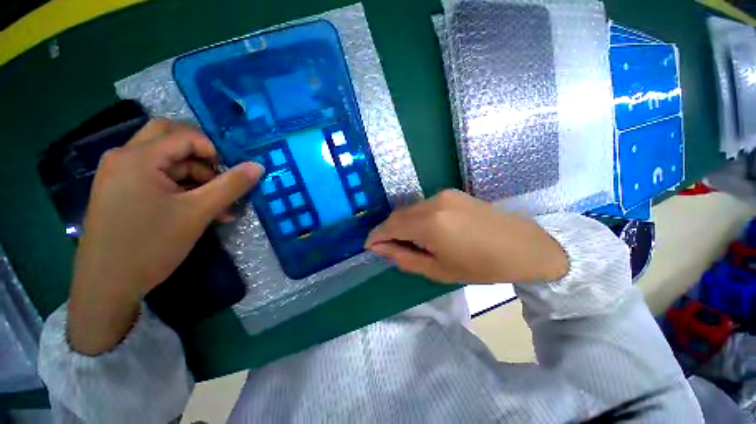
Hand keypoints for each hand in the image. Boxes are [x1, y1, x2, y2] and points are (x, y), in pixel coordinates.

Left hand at [68, 119, 262, 354]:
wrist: (107, 286)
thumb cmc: (151, 245)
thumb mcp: (198, 213)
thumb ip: (231, 186)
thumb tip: (258, 166)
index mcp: (137, 157)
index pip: (185, 136)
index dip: (215, 151)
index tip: (232, 174)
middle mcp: (124, 158)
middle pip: (171, 140)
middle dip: (202, 157)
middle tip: (221, 178)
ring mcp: (120, 175)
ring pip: (167, 161)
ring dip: (196, 178)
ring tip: (219, 206)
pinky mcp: (123, 191)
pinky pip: (158, 178)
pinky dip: (182, 189)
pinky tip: (201, 210)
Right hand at [365, 190, 567, 283]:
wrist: (523, 246)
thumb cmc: (480, 266)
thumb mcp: (438, 270)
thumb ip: (404, 257)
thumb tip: (379, 248)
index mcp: (430, 223)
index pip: (390, 226)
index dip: (376, 236)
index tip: (369, 246)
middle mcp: (433, 202)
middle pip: (398, 214)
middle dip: (388, 230)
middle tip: (387, 247)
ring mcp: (443, 194)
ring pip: (410, 209)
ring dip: (402, 224)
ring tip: (406, 241)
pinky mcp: (451, 193)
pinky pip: (423, 205)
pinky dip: (415, 217)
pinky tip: (423, 230)